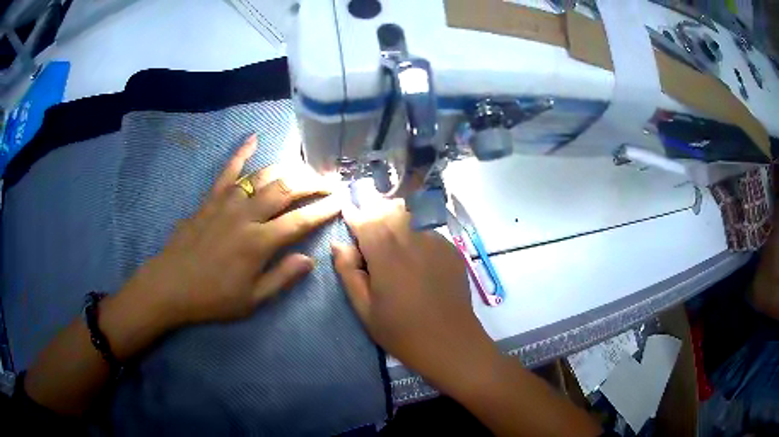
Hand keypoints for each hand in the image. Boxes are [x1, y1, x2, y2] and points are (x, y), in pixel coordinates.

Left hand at [123, 134, 339, 326]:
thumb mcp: (251, 300)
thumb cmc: (212, 297)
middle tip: (328, 182)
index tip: (340, 201)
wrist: (170, 285)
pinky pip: (227, 171)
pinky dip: (241, 153)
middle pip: (285, 190)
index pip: (300, 221)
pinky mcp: (210, 199)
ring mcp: (226, 203)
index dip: (323, 210)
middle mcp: (246, 216)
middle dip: (311, 183)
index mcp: (258, 243)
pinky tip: (253, 138)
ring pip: (262, 176)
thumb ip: (282, 278)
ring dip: (287, 169)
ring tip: (304, 168)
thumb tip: (310, 260)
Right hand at [331, 197, 498, 387]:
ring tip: (393, 243)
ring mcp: (436, 241)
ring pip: (410, 216)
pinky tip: (417, 258)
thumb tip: (339, 244)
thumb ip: (349, 272)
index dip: (354, 215)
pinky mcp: (452, 248)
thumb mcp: (364, 308)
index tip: (347, 214)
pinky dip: (416, 234)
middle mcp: (412, 238)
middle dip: (375, 215)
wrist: (450, 342)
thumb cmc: (401, 331)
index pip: (364, 219)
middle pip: (388, 210)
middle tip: (370, 234)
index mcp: (386, 253)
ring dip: (396, 221)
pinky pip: (428, 230)